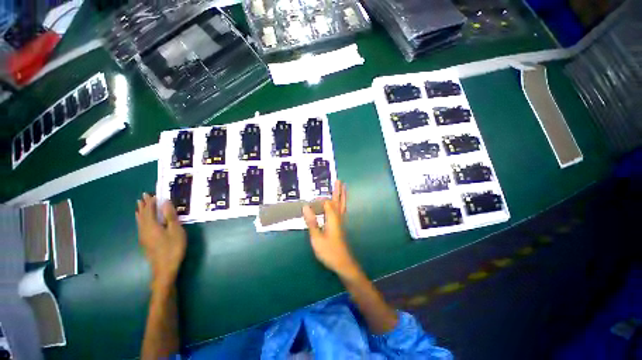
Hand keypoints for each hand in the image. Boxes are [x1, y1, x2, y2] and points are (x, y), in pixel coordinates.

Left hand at [135, 193, 186, 288]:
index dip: (151, 202)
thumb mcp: (175, 231)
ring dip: (140, 211)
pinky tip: (141, 220)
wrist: (164, 268)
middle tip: (144, 196)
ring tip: (139, 205)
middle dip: (143, 205)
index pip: (149, 210)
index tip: (152, 193)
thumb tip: (165, 202)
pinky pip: (140, 225)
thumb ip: (170, 216)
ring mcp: (143, 236)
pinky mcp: (145, 241)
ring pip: (140, 220)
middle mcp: (144, 229)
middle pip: (142, 214)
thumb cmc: (173, 248)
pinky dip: (141, 219)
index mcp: (151, 225)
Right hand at [303, 181, 360, 279]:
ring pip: (342, 206)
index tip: (315, 192)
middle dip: (339, 191)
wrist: (343, 263)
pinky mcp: (340, 227)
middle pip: (339, 201)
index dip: (321, 198)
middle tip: (339, 181)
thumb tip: (306, 207)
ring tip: (343, 188)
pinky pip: (341, 211)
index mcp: (332, 219)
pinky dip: (341, 204)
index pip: (328, 203)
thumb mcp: (317, 238)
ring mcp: (340, 222)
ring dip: (342, 196)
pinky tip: (339, 205)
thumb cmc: (329, 251)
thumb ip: (312, 222)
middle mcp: (338, 218)